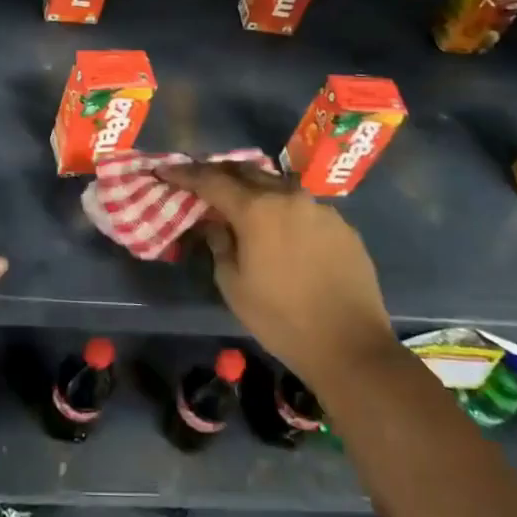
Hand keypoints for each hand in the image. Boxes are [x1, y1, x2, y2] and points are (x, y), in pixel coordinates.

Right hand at [161, 163, 395, 393]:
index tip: (165, 170)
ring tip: (242, 204)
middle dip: (221, 174)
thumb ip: (220, 244)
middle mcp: (289, 197)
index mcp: (257, 209)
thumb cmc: (282, 319)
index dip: (185, 174)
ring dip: (255, 190)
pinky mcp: (342, 225)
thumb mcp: (234, 285)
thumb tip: (216, 223)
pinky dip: (284, 210)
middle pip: (247, 172)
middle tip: (202, 183)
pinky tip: (281, 231)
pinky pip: (304, 207)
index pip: (211, 181)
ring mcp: (320, 208)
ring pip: (278, 186)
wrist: (350, 346)